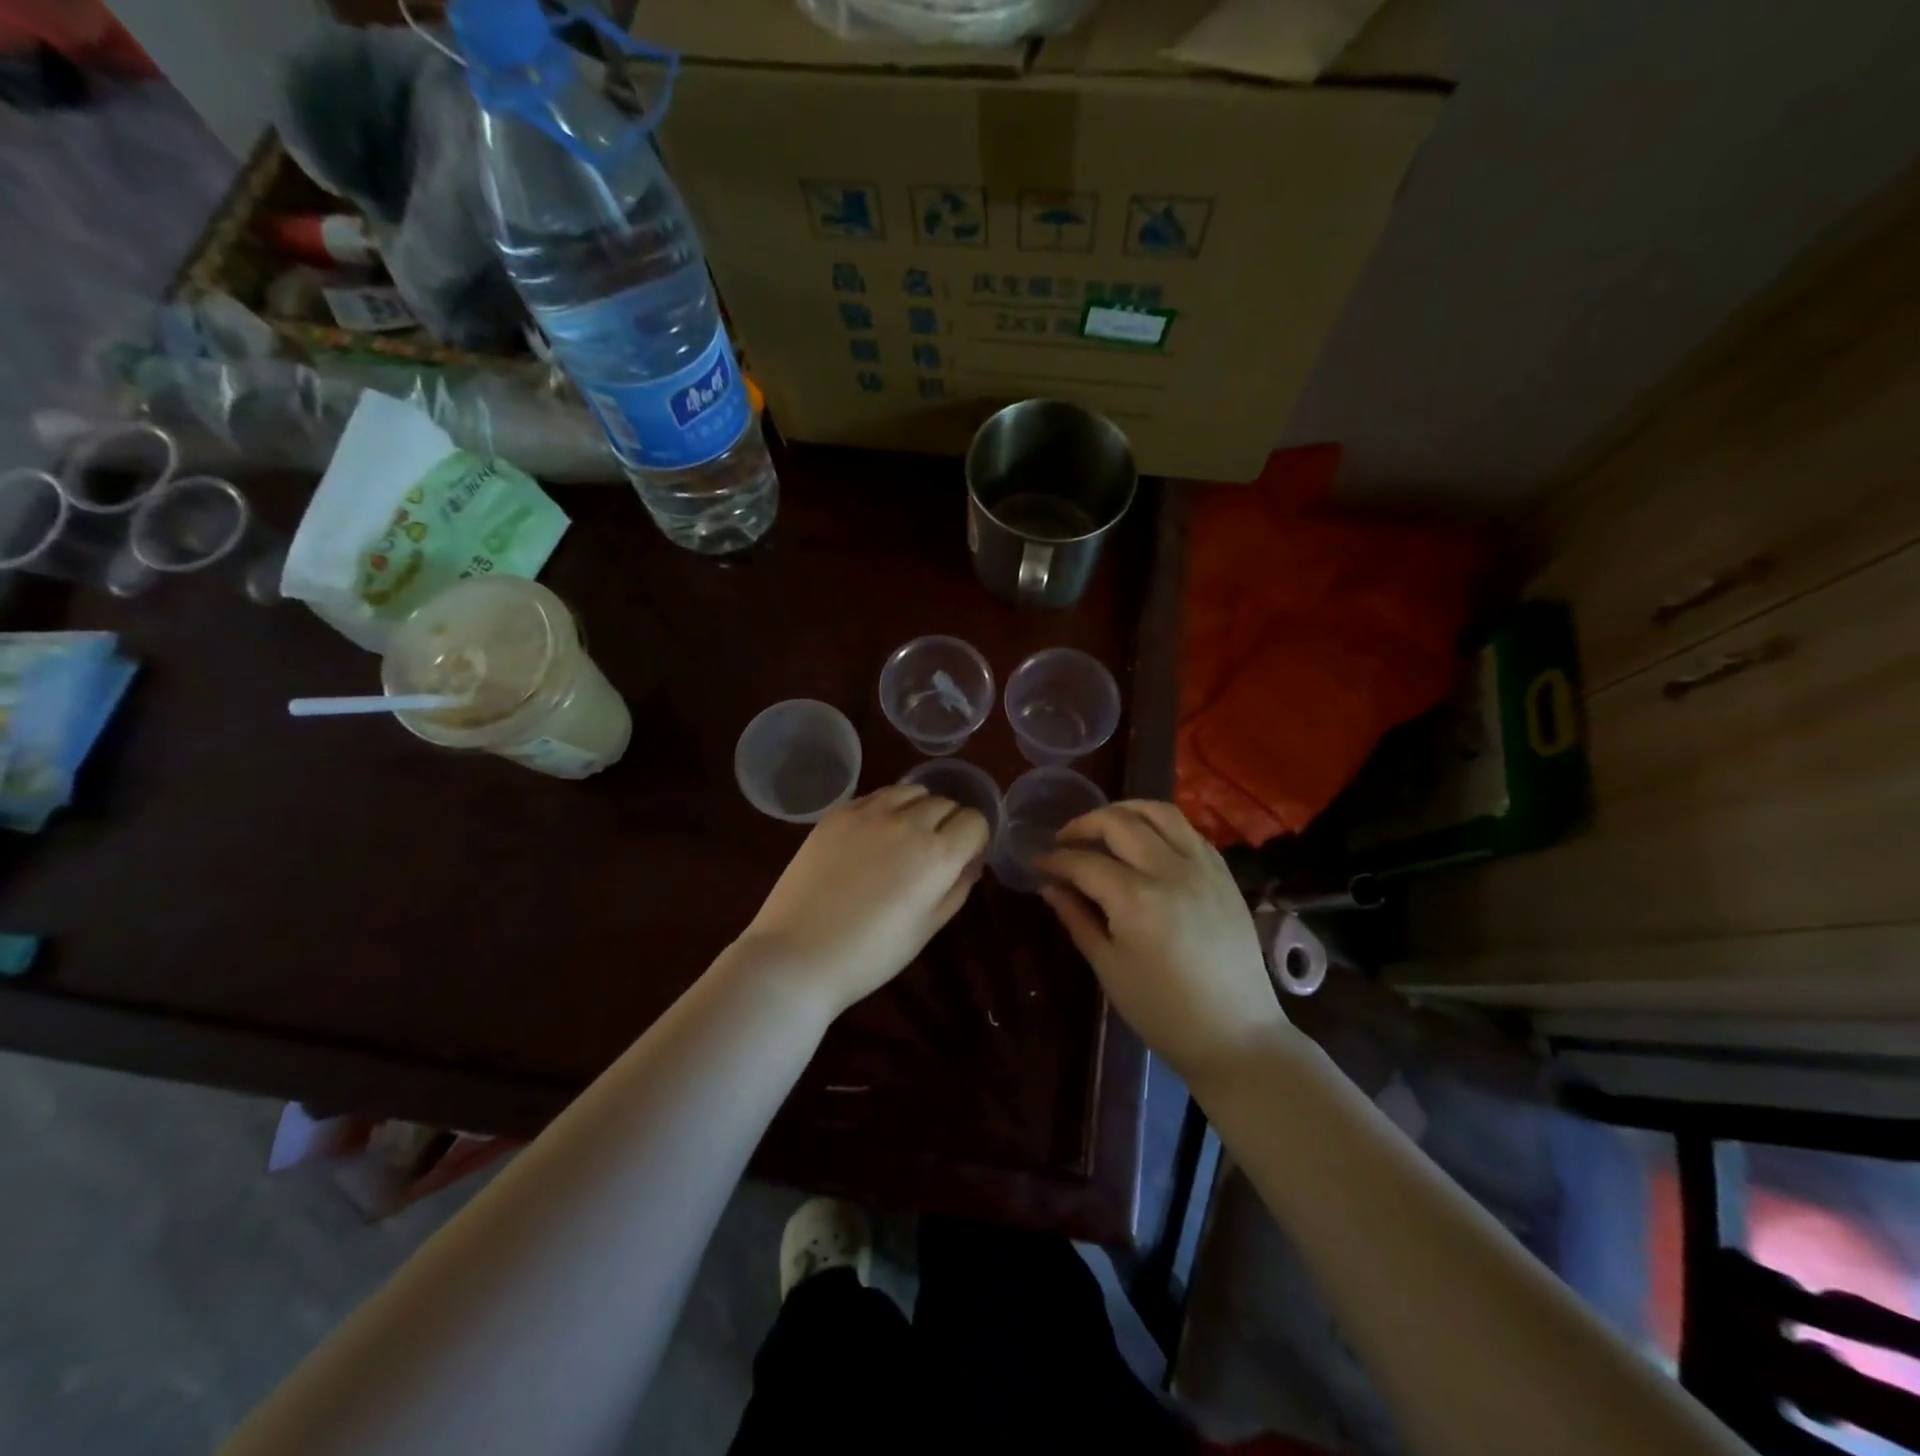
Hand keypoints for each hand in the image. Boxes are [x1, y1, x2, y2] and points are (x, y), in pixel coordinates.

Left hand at [736, 784, 990, 1014]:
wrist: (798, 955)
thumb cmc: (870, 955)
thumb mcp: (927, 929)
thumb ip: (956, 888)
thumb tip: (970, 862)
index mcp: (937, 854)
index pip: (975, 821)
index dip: (974, 839)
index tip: (964, 857)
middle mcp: (908, 822)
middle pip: (946, 803)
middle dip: (950, 823)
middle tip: (934, 852)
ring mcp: (869, 813)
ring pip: (912, 791)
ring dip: (919, 808)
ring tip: (906, 835)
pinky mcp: (838, 813)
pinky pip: (876, 795)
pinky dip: (887, 807)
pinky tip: (874, 834)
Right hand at [1038, 800, 1288, 1080]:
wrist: (1237, 1035)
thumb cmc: (1163, 1012)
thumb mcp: (1109, 968)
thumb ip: (1077, 919)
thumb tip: (1050, 886)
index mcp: (1136, 900)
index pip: (1084, 862)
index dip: (1055, 859)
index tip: (1038, 863)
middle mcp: (1170, 871)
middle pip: (1118, 822)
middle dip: (1084, 824)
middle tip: (1065, 840)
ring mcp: (1203, 867)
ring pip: (1159, 812)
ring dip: (1124, 810)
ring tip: (1103, 826)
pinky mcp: (1223, 873)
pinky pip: (1188, 830)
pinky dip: (1159, 825)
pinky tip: (1145, 841)